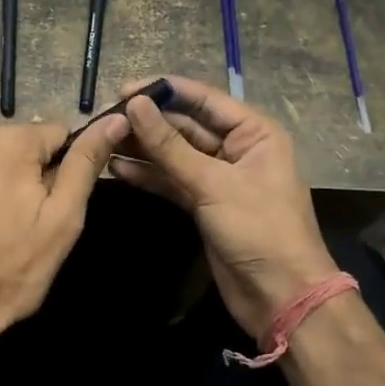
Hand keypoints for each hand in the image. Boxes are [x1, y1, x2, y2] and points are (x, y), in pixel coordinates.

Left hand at [0, 116, 128, 370]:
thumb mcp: (62, 220)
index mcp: (9, 140)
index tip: (53, 207)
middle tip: (25, 224)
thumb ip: (86, 163)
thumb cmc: (8, 270)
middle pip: (19, 144)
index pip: (57, 134)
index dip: (63, 170)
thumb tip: (115, 119)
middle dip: (28, 175)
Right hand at [111, 75, 338, 338]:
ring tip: (103, 141)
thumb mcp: (212, 184)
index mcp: (254, 132)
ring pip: (175, 154)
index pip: (203, 99)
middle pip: (186, 126)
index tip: (122, 89)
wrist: (281, 297)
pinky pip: (172, 180)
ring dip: (143, 148)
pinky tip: (117, 169)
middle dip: (148, 122)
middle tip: (105, 118)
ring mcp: (219, 177)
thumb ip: (170, 145)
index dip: (163, 91)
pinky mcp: (204, 204)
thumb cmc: (259, 229)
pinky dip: (149, 175)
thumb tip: (134, 104)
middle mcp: (237, 148)